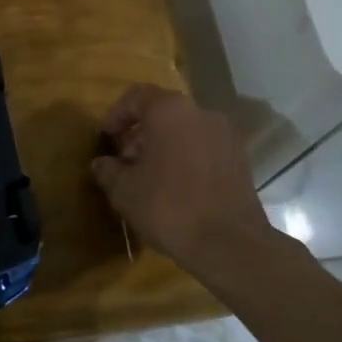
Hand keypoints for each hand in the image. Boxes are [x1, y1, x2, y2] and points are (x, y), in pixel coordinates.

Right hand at [90, 84, 272, 276]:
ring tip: (150, 178)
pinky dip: (187, 159)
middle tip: (125, 161)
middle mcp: (201, 113)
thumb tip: (102, 163)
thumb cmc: (169, 207)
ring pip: (185, 131)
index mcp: (170, 111)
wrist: (230, 244)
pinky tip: (177, 189)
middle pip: (163, 113)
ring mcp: (225, 136)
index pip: (137, 96)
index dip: (116, 115)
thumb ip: (108, 170)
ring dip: (164, 147)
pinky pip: (204, 149)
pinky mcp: (240, 160)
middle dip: (140, 134)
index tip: (106, 139)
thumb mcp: (125, 191)